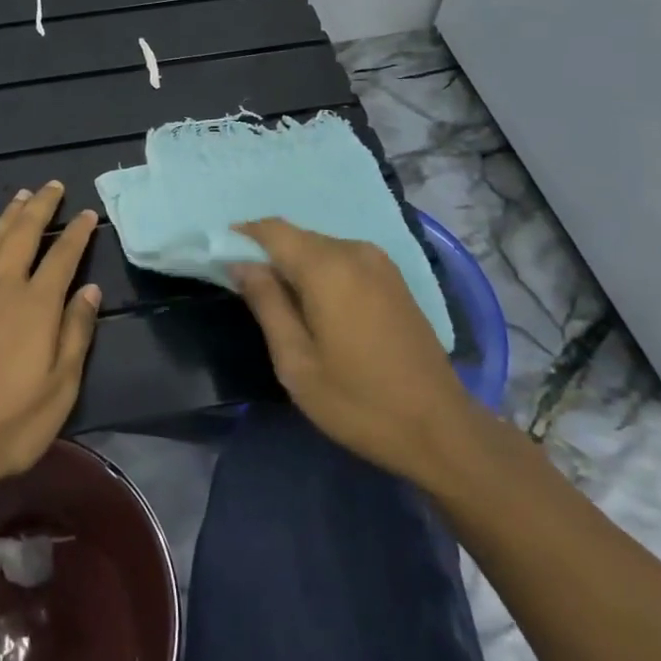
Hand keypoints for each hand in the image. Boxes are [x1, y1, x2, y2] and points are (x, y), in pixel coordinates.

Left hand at [0, 182, 102, 496]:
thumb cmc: (10, 423)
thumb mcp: (60, 387)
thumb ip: (76, 332)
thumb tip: (91, 290)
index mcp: (37, 304)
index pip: (64, 255)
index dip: (78, 232)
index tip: (88, 214)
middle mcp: (3, 285)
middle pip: (25, 233)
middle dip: (41, 206)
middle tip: (53, 186)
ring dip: (9, 213)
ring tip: (22, 194)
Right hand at [232, 219, 479, 485]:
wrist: (441, 430)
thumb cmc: (359, 401)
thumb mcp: (296, 362)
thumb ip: (266, 303)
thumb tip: (241, 264)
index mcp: (328, 267)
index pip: (272, 230)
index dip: (241, 236)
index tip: (218, 256)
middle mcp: (355, 251)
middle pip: (297, 237)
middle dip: (267, 254)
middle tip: (245, 290)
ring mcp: (380, 263)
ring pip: (320, 248)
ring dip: (294, 265)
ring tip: (279, 304)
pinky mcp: (394, 279)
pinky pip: (343, 260)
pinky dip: (320, 272)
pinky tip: (316, 307)